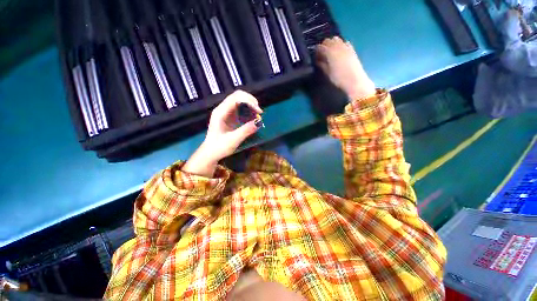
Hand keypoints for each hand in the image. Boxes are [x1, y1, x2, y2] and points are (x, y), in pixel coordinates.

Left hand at [204, 90, 262, 160]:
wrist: (210, 153)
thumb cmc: (219, 147)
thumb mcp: (233, 140)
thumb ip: (246, 130)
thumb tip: (258, 122)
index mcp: (220, 112)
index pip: (235, 98)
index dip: (249, 101)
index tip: (259, 111)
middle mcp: (222, 109)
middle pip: (237, 96)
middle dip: (250, 100)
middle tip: (259, 111)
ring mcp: (225, 112)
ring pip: (239, 100)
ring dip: (249, 104)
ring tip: (257, 114)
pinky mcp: (229, 116)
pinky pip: (239, 108)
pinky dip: (247, 110)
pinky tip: (252, 117)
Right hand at [316, 37, 375, 99]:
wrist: (354, 80)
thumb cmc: (339, 78)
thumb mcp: (328, 73)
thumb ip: (322, 65)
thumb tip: (317, 60)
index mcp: (330, 52)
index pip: (320, 47)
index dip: (316, 51)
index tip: (315, 56)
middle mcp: (337, 46)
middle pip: (328, 40)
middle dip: (323, 46)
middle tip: (321, 54)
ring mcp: (345, 46)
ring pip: (336, 39)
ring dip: (331, 44)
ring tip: (329, 52)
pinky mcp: (351, 49)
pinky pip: (344, 42)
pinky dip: (340, 44)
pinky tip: (339, 51)